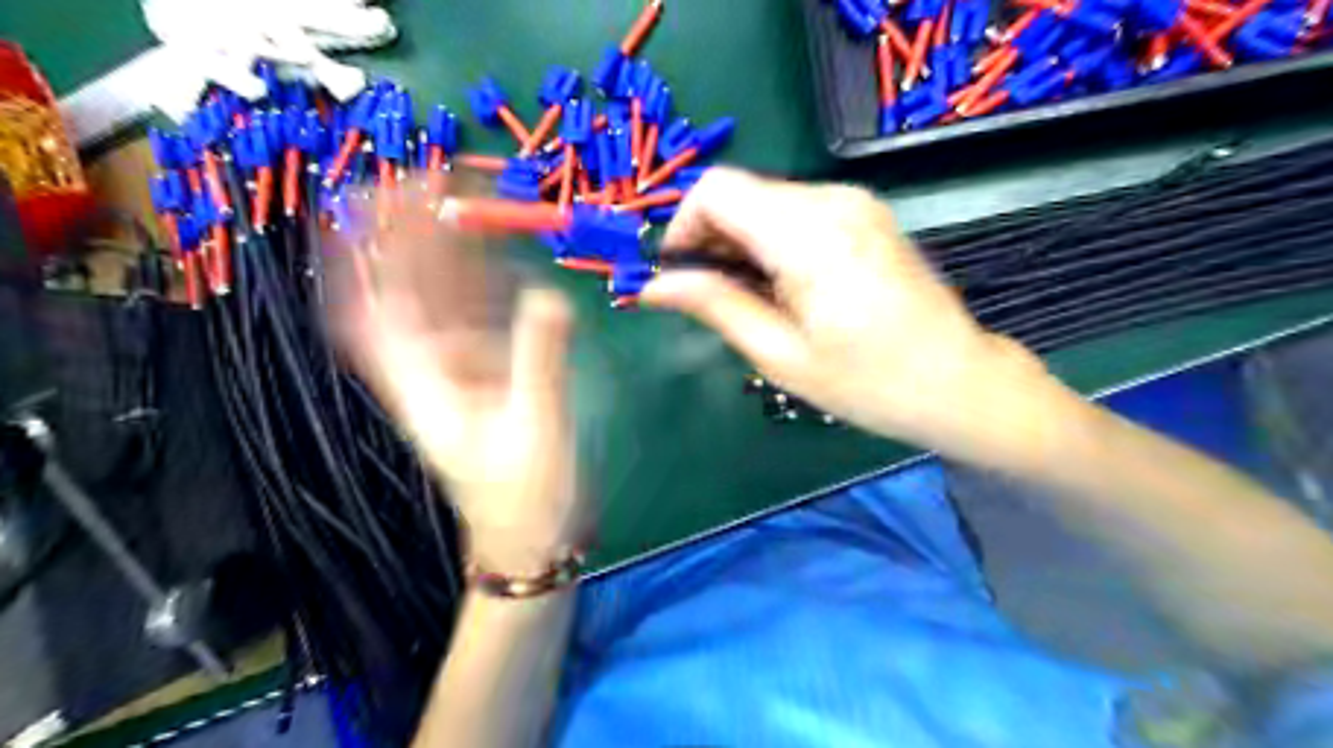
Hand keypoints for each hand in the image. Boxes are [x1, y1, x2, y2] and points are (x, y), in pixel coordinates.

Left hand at [330, 197, 583, 575]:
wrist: (533, 538)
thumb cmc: (525, 497)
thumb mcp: (535, 429)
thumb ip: (540, 362)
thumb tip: (550, 296)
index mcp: (423, 382)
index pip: (371, 309)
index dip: (356, 256)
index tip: (361, 202)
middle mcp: (433, 366)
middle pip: (407, 291)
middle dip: (410, 234)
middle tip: (430, 177)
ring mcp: (463, 367)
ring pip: (445, 297)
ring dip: (449, 250)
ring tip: (463, 197)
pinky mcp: (494, 371)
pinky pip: (483, 316)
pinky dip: (487, 282)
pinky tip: (496, 252)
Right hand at [642, 166, 1047, 450]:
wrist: (958, 382)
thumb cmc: (868, 382)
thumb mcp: (780, 354)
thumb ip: (715, 306)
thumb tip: (653, 287)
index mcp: (807, 233)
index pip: (715, 190)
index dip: (683, 227)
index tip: (680, 277)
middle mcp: (831, 199)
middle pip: (738, 192)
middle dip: (709, 239)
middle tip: (710, 298)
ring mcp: (854, 202)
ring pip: (764, 201)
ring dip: (739, 243)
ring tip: (750, 300)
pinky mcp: (865, 213)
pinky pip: (795, 211)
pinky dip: (771, 240)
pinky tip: (783, 287)